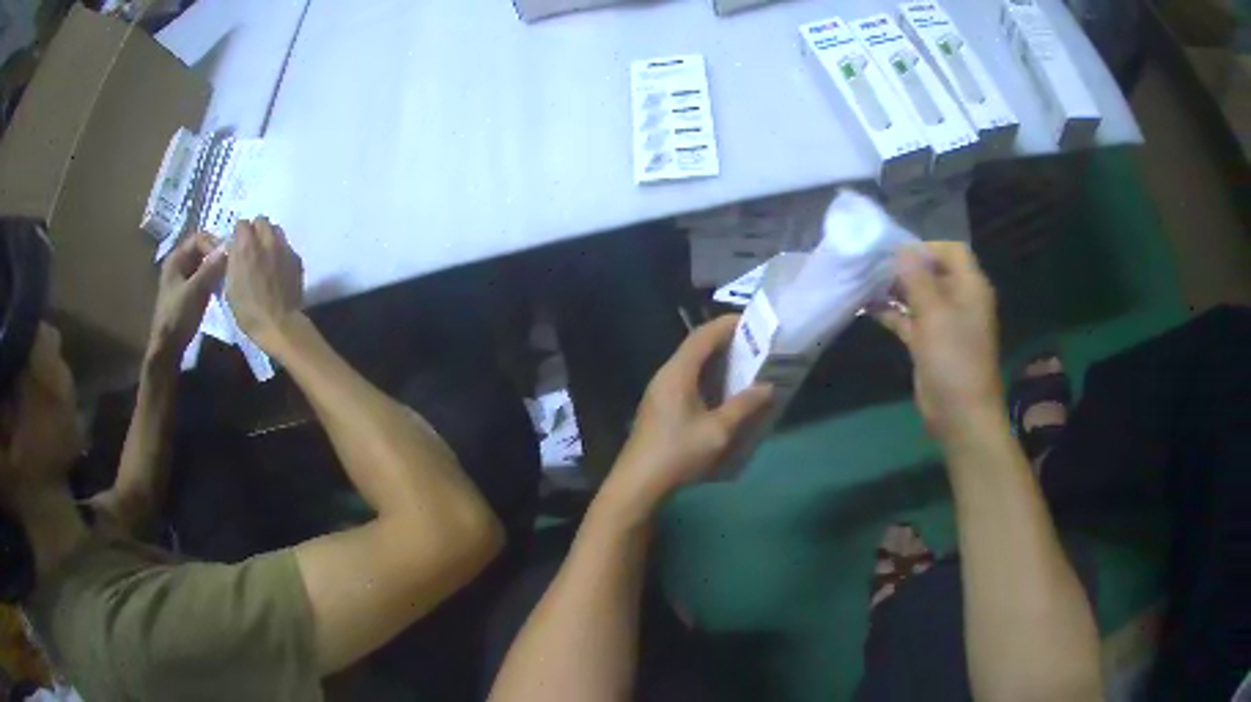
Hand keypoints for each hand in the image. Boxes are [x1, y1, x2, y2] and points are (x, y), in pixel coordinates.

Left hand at [148, 232, 226, 364]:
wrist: (168, 348)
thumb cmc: (178, 316)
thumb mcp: (196, 290)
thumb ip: (211, 267)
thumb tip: (229, 246)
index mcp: (176, 258)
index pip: (200, 238)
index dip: (215, 244)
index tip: (228, 258)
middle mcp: (178, 264)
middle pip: (202, 250)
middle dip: (217, 255)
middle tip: (231, 266)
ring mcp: (182, 279)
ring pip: (203, 264)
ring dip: (216, 269)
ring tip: (228, 277)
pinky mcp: (187, 293)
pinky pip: (202, 278)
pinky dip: (212, 280)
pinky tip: (220, 289)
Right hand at [225, 218, 303, 351]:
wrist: (279, 323)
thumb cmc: (248, 310)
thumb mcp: (230, 286)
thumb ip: (232, 261)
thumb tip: (234, 250)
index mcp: (246, 246)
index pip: (241, 223)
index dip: (238, 234)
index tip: (236, 245)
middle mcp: (267, 240)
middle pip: (261, 221)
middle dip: (255, 230)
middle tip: (251, 247)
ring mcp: (284, 247)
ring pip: (276, 230)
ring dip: (269, 237)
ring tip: (265, 255)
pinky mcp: (296, 258)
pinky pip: (287, 246)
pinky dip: (280, 251)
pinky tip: (277, 268)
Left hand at [600, 316, 773, 520]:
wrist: (639, 483)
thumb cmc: (679, 453)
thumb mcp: (718, 431)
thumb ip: (744, 405)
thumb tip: (767, 386)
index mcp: (678, 373)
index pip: (703, 336)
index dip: (727, 324)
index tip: (752, 321)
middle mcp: (666, 375)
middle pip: (696, 347)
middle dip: (725, 342)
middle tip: (755, 343)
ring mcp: (660, 391)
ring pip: (691, 365)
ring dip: (716, 362)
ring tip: (745, 364)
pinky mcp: (660, 407)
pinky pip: (687, 381)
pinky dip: (708, 378)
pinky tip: (724, 393)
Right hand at [876, 242, 1001, 444]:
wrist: (960, 414)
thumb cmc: (954, 358)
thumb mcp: (934, 313)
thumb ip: (917, 278)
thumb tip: (902, 248)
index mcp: (970, 287)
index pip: (951, 251)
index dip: (926, 248)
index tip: (896, 254)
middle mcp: (960, 300)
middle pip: (933, 272)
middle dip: (905, 268)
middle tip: (873, 266)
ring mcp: (944, 323)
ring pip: (919, 296)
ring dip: (895, 290)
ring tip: (865, 283)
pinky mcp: (930, 344)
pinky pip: (911, 320)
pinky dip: (893, 314)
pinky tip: (868, 308)